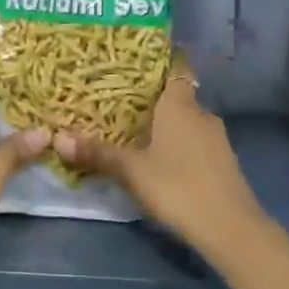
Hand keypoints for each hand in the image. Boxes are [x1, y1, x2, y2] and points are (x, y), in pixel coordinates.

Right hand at [51, 67, 265, 247]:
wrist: (230, 228)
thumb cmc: (178, 187)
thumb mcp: (132, 171)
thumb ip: (97, 153)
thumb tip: (57, 138)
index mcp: (180, 105)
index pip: (175, 67)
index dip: (158, 60)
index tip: (134, 62)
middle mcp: (201, 114)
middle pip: (176, 95)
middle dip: (151, 98)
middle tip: (118, 101)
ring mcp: (216, 139)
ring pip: (186, 121)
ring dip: (165, 124)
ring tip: (133, 131)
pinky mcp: (222, 162)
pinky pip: (194, 141)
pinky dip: (177, 144)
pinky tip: (159, 159)